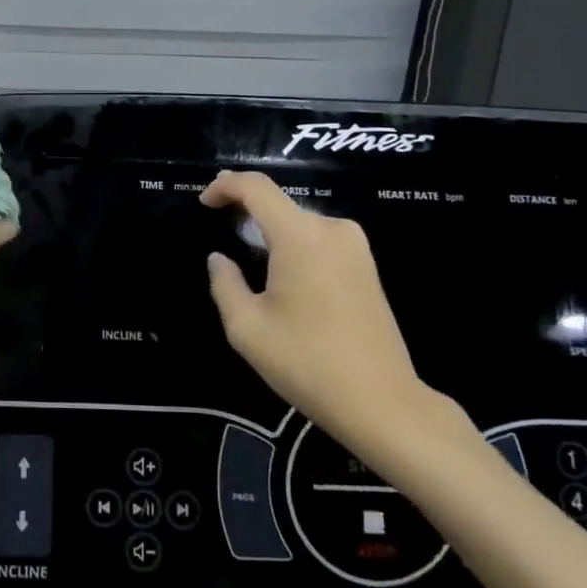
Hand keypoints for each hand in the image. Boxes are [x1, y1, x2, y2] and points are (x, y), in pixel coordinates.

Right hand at [200, 171, 463, 464]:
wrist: (381, 402)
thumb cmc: (306, 362)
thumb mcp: (247, 328)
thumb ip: (224, 283)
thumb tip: (219, 259)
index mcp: (300, 236)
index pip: (256, 187)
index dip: (225, 185)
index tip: (204, 202)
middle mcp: (331, 229)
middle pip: (278, 203)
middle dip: (246, 210)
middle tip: (220, 228)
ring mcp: (355, 246)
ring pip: (300, 222)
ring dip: (271, 229)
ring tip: (248, 255)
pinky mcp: (367, 265)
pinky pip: (319, 239)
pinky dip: (294, 244)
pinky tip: (282, 274)